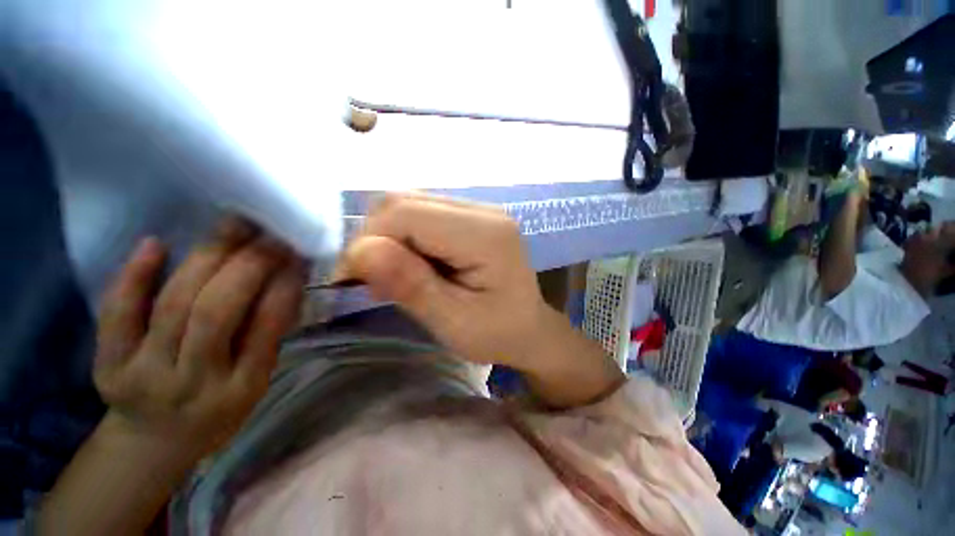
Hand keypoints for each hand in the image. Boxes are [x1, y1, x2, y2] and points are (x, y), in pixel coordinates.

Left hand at [93, 218, 305, 459]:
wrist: (152, 442)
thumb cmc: (218, 410)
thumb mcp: (256, 383)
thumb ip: (268, 336)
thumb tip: (285, 281)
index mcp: (240, 388)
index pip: (265, 328)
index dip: (282, 285)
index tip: (295, 254)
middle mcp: (193, 382)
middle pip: (216, 313)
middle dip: (247, 264)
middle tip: (267, 232)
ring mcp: (143, 372)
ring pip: (173, 305)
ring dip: (205, 258)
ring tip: (232, 226)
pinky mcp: (107, 364)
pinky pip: (116, 315)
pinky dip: (133, 277)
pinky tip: (155, 244)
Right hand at [337, 194, 552, 367]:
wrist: (529, 328)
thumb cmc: (497, 333)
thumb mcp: (453, 321)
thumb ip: (411, 285)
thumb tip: (360, 251)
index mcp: (485, 234)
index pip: (407, 214)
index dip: (369, 241)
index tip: (354, 279)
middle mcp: (484, 210)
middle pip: (405, 202)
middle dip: (377, 238)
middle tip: (377, 280)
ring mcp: (479, 210)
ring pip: (410, 205)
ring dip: (390, 238)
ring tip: (398, 276)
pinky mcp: (472, 218)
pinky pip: (423, 214)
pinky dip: (406, 237)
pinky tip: (414, 265)